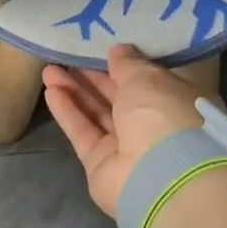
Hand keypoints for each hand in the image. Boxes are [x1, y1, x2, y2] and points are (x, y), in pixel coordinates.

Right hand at [43, 45, 208, 215]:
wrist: (161, 177)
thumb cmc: (164, 116)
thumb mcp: (148, 78)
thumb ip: (129, 64)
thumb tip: (119, 50)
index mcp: (177, 104)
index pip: (149, 83)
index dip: (124, 67)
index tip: (102, 51)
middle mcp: (154, 127)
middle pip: (118, 98)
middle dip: (92, 78)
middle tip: (67, 57)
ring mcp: (127, 149)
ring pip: (97, 114)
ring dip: (74, 91)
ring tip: (49, 70)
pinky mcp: (101, 164)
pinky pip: (83, 132)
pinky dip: (68, 112)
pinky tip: (51, 91)